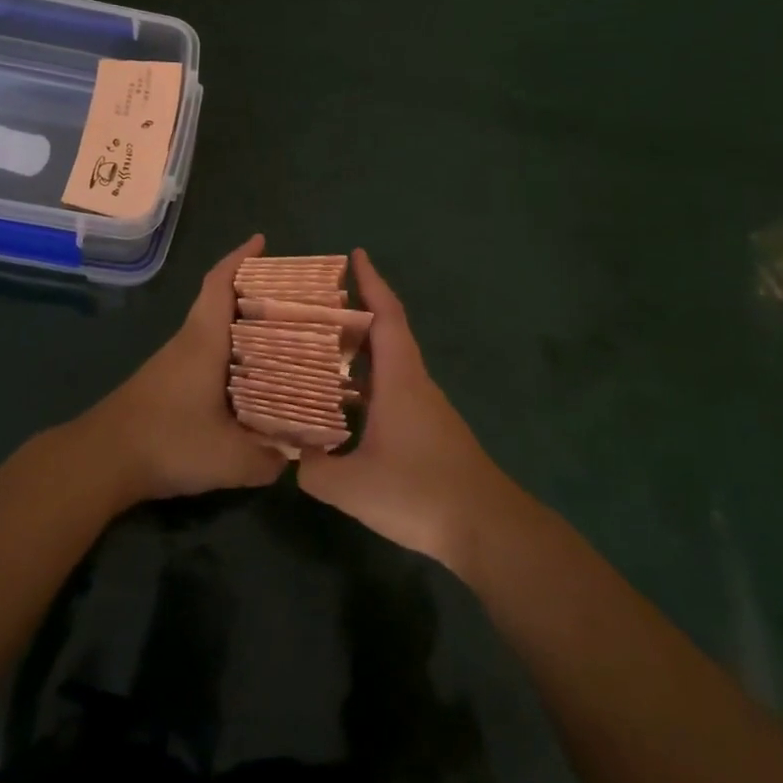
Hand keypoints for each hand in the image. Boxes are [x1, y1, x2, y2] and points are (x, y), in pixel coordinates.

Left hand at [72, 234, 288, 503]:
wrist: (100, 461)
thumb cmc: (167, 442)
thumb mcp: (229, 459)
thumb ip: (268, 459)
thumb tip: (294, 457)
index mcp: (203, 342)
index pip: (220, 285)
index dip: (240, 259)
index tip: (262, 241)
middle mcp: (187, 343)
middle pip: (219, 303)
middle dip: (253, 292)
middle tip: (293, 298)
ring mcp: (172, 363)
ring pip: (211, 330)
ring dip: (241, 325)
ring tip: (281, 336)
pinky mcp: (164, 384)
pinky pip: (204, 353)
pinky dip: (229, 353)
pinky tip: (247, 378)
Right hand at [297, 249, 519, 568]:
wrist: (486, 527)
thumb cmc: (420, 492)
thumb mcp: (352, 486)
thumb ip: (315, 469)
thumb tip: (296, 456)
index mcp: (400, 379)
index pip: (387, 316)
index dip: (372, 283)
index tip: (356, 255)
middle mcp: (415, 384)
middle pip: (387, 335)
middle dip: (356, 314)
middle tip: (315, 307)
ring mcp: (426, 408)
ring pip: (390, 366)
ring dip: (360, 352)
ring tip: (319, 351)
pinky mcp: (430, 431)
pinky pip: (393, 391)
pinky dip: (368, 384)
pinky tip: (344, 407)